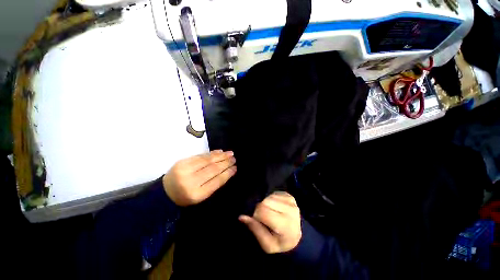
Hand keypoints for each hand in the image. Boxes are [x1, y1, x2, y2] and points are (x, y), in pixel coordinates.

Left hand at [163, 150, 236, 206]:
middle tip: (234, 159)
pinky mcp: (182, 161)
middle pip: (213, 169)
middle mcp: (190, 181)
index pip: (216, 181)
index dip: (227, 173)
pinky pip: (200, 156)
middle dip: (226, 163)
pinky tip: (219, 151)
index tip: (235, 168)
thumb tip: (227, 171)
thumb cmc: (186, 196)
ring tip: (230, 153)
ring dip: (221, 156)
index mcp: (196, 194)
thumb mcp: (201, 196)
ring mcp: (185, 170)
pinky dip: (211, 153)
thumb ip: (214, 184)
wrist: (164, 192)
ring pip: (208, 160)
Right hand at [239, 192, 301, 253]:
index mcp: (285, 224)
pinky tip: (275, 208)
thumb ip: (255, 229)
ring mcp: (291, 201)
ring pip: (268, 197)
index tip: (259, 222)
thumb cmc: (281, 242)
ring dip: (266, 204)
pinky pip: (273, 194)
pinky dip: (271, 200)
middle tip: (265, 218)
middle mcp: (290, 210)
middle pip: (265, 202)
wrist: (298, 237)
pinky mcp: (289, 196)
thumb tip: (241, 217)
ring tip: (270, 213)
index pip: (262, 210)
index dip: (256, 216)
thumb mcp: (267, 244)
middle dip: (261, 209)